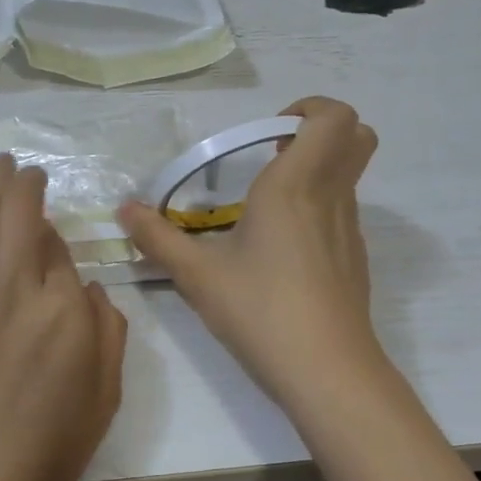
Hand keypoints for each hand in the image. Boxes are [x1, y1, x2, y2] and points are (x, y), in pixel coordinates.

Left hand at [0, 154, 127, 480]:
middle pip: (14, 213)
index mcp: (62, 306)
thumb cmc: (50, 444)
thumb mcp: (107, 390)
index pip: (57, 247)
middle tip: (22, 166)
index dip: (55, 234)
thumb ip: (107, 327)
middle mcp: (11, 286)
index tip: (52, 235)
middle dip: (21, 182)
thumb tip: (84, 285)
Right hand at [118, 97, 383, 404]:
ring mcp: (348, 229)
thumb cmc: (260, 311)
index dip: (310, 108)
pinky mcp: (353, 260)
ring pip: (348, 176)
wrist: (327, 372)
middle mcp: (330, 197)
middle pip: (356, 136)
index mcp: (295, 186)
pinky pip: (341, 212)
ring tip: (263, 208)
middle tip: (274, 154)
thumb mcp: (197, 275)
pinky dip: (316, 208)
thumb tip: (124, 210)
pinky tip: (278, 252)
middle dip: (321, 131)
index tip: (268, 132)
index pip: (334, 117)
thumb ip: (157, 238)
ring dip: (315, 171)